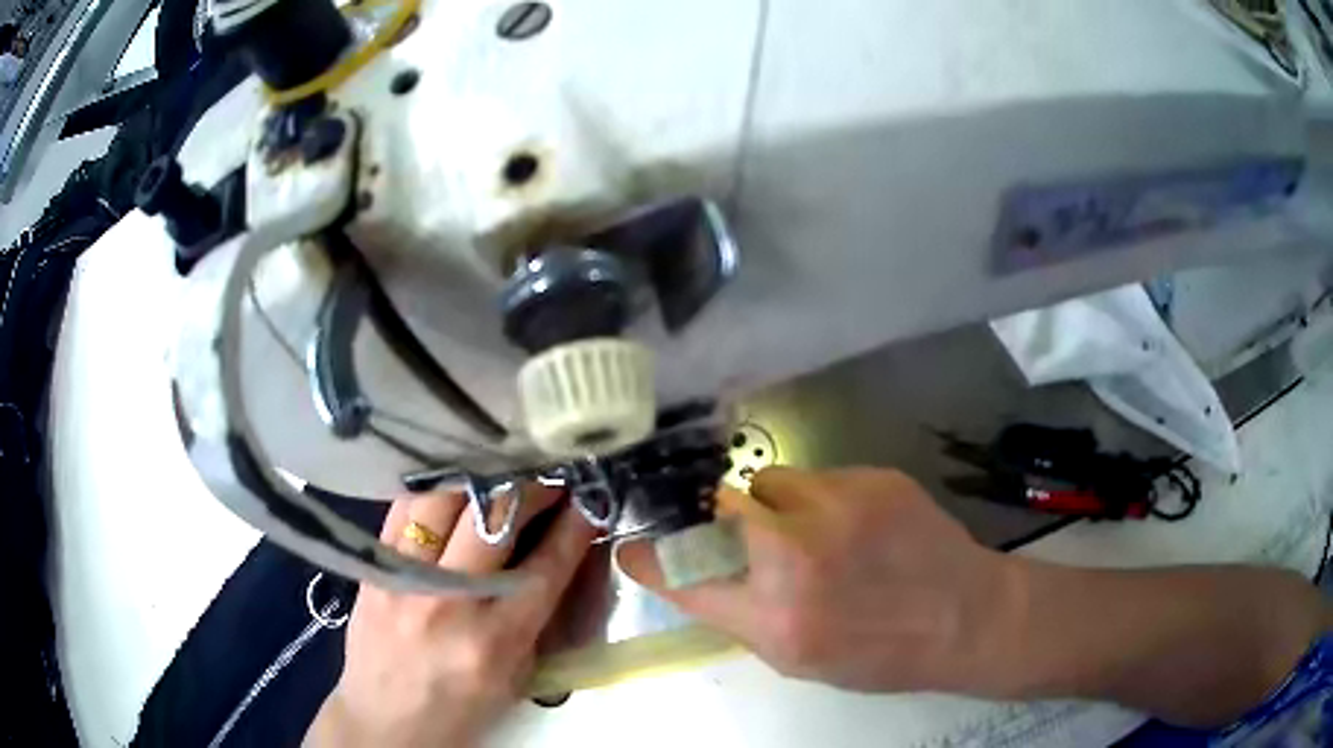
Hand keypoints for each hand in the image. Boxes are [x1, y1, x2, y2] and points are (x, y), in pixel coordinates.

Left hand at [306, 486, 596, 746]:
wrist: (385, 720)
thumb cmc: (461, 708)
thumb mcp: (517, 676)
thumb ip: (537, 616)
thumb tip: (558, 554)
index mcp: (495, 639)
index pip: (546, 565)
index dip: (575, 524)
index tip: (589, 498)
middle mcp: (450, 601)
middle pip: (495, 518)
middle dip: (532, 488)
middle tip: (549, 480)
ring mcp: (405, 578)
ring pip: (445, 498)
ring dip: (482, 479)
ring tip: (501, 475)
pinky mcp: (373, 566)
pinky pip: (404, 507)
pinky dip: (434, 489)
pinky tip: (453, 485)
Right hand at [618, 467, 1019, 693]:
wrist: (965, 617)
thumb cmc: (881, 654)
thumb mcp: (800, 660)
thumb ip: (746, 615)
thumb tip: (706, 575)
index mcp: (774, 620)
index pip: (684, 580)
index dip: (651, 561)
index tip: (633, 547)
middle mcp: (796, 560)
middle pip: (721, 508)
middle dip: (722, 520)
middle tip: (750, 535)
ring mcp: (837, 510)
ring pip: (768, 482)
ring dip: (776, 505)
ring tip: (817, 529)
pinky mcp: (872, 479)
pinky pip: (819, 477)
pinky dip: (823, 498)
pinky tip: (859, 524)